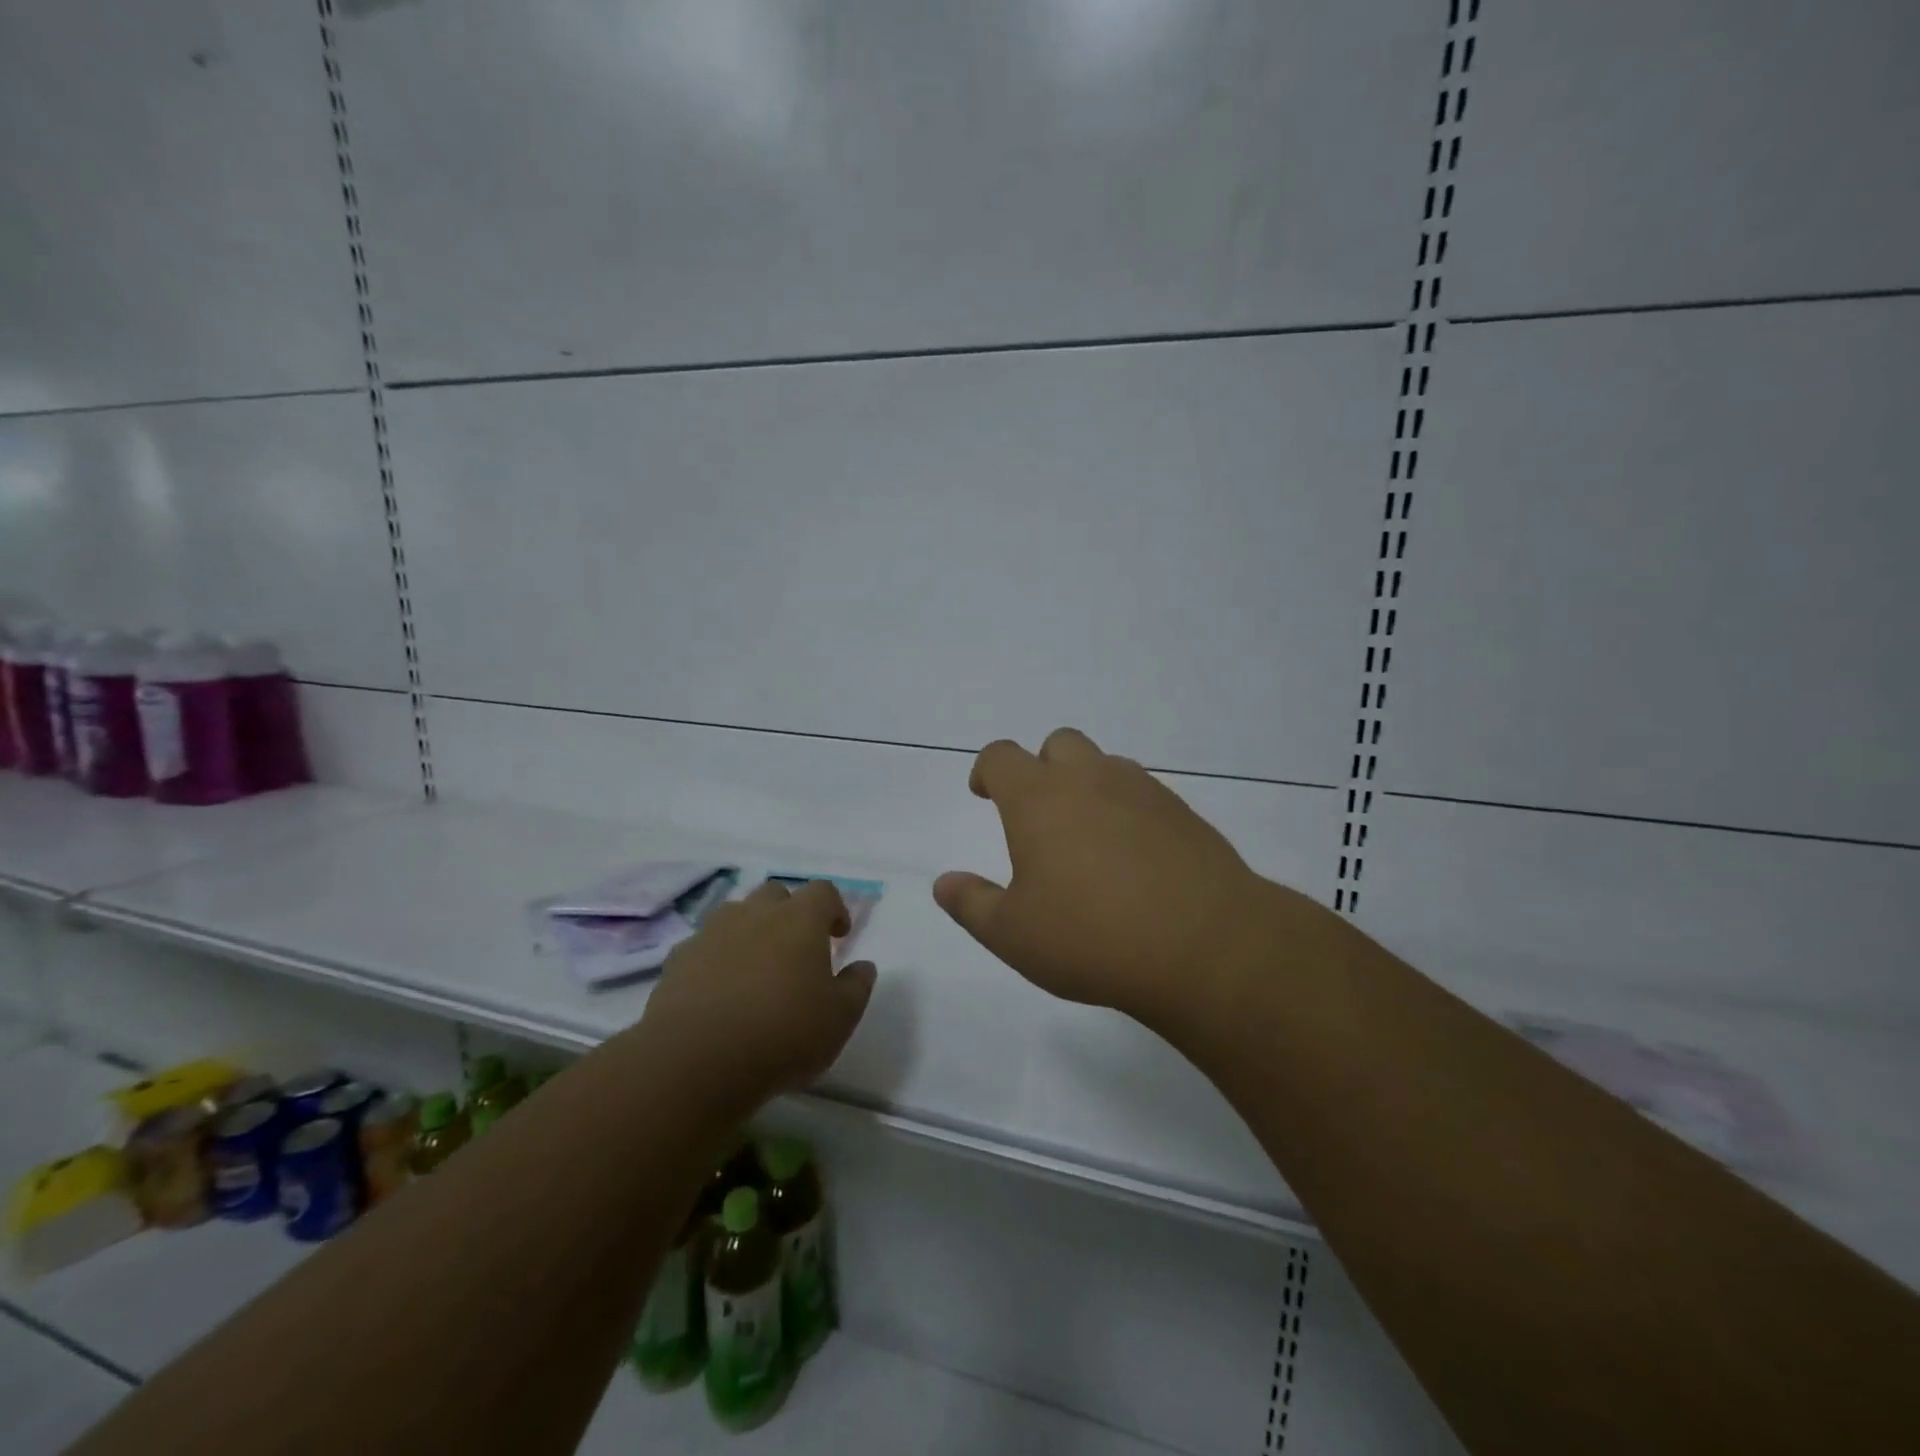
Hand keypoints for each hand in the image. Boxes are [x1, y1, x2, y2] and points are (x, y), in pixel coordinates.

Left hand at [640, 879, 875, 1110]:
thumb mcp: (839, 1018)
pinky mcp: (678, 960)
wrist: (696, 1060)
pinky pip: (703, 946)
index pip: (823, 892)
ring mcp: (712, 932)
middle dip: (789, 912)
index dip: (834, 909)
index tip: (838, 935)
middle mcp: (755, 914)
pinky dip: (716, 958)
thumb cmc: (783, 1034)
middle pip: (776, 893)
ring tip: (755, 967)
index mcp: (800, 920)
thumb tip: (863, 966)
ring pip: (736, 914)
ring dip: (750, 931)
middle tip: (796, 948)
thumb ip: (856, 986)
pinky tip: (718, 991)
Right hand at [933, 727, 1288, 1027]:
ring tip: (1088, 839)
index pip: (1002, 756)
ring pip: (1105, 765)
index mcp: (1039, 798)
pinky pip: (1143, 793)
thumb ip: (972, 904)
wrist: (1204, 945)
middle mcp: (1089, 779)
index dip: (987, 770)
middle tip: (1039, 815)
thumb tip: (944, 883)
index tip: (984, 794)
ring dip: (1087, 786)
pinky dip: (1128, 810)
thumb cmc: (1091, 937)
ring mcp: (1142, 791)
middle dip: (1041, 768)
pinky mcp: (1183, 812)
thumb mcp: (1013, 934)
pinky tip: (1134, 858)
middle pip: (1058, 744)